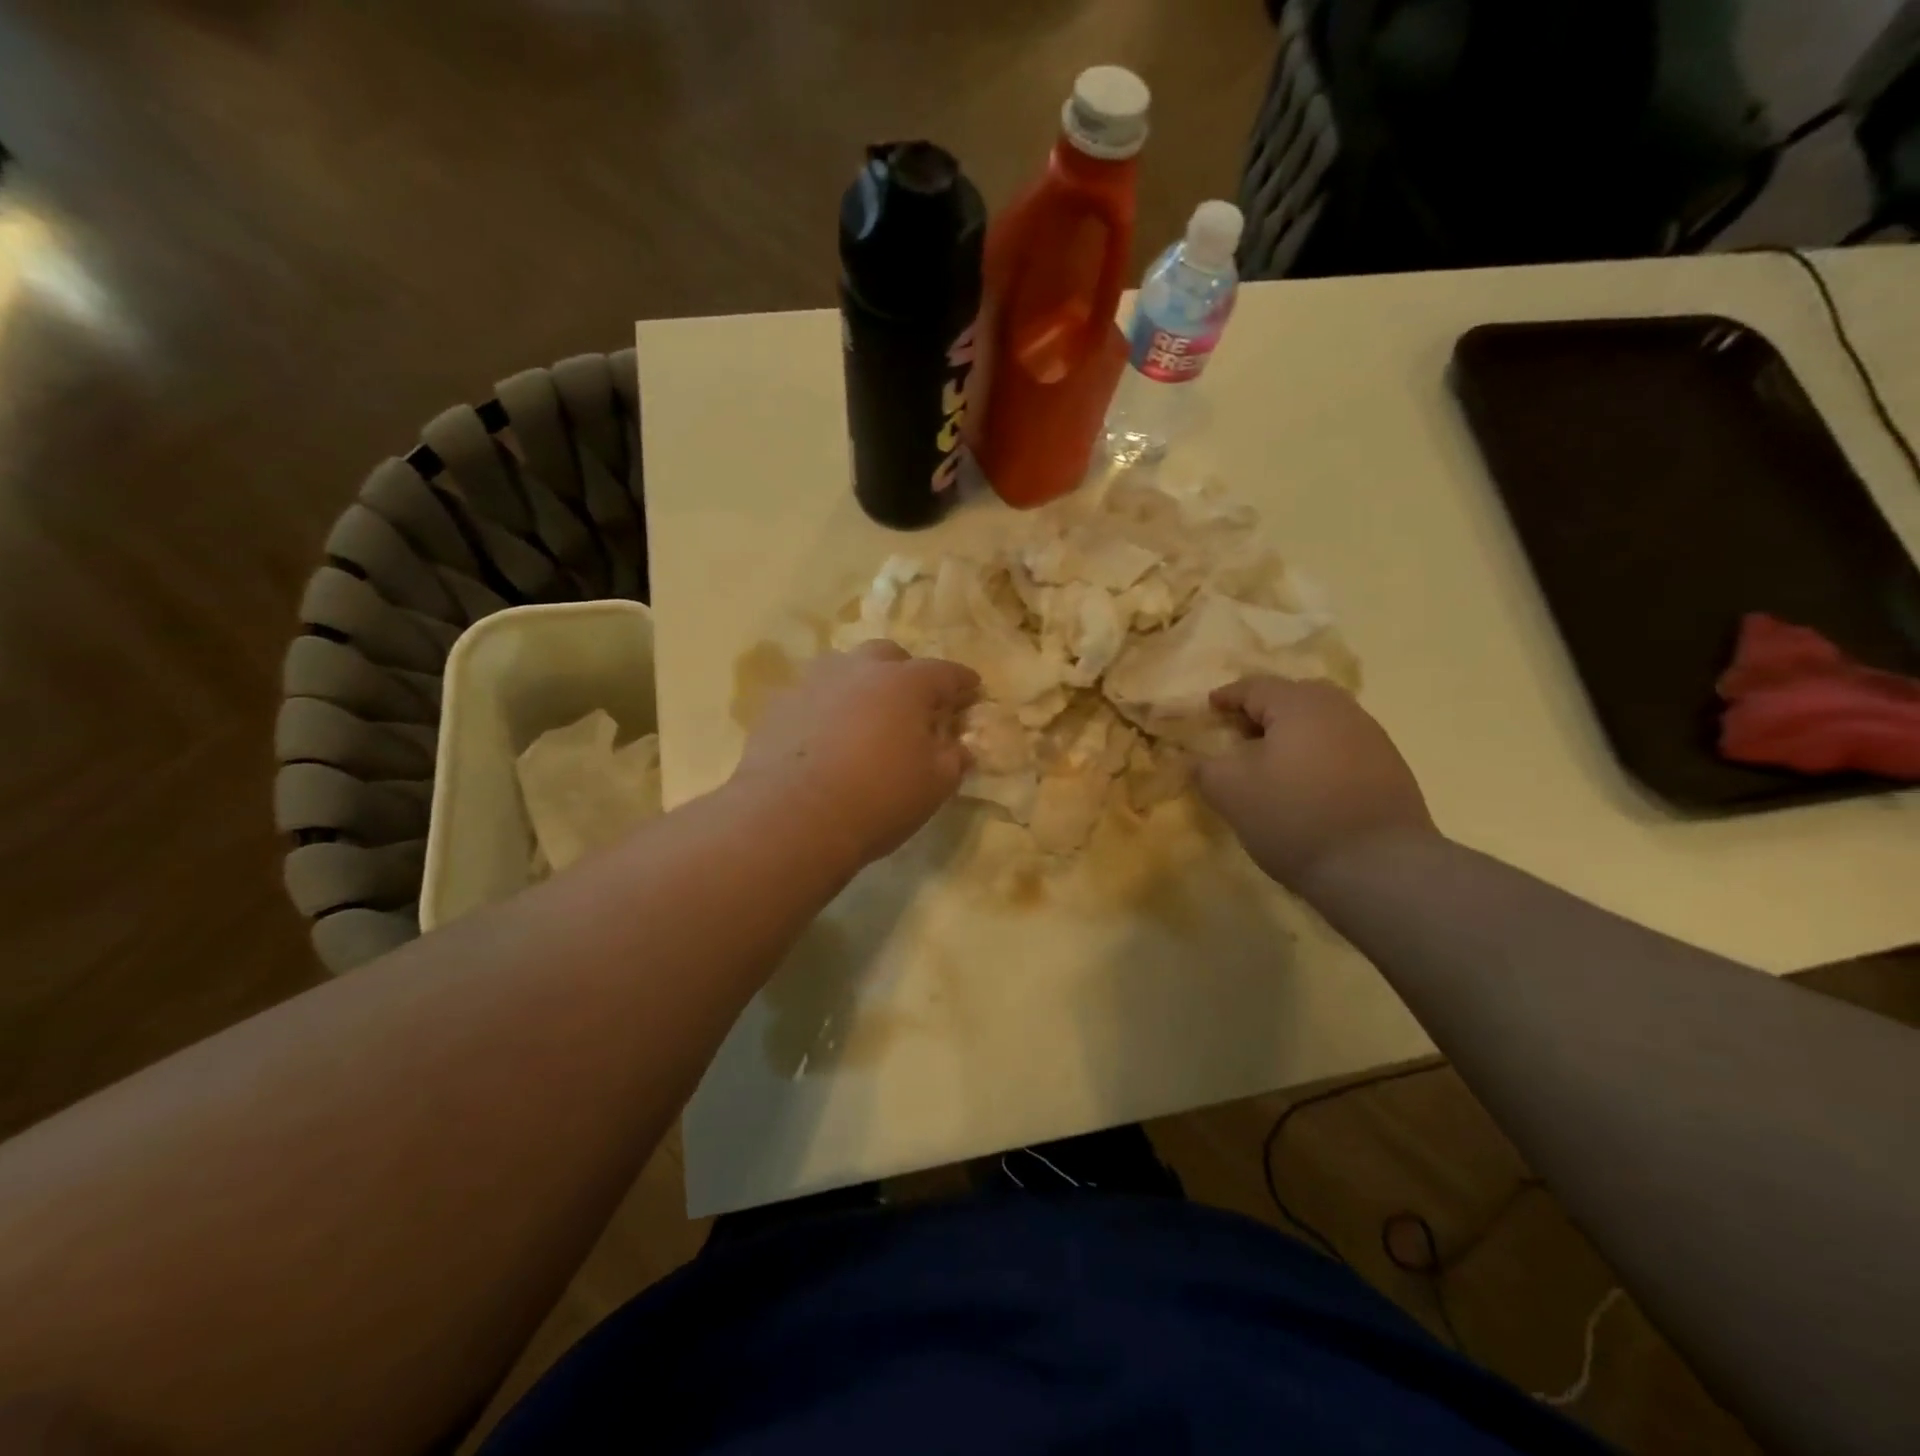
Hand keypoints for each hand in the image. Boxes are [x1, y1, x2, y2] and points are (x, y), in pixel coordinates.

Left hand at [734, 640, 979, 867]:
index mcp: (906, 683)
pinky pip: (813, 697)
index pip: (945, 673)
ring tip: (865, 717)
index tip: (972, 690)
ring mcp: (813, 683)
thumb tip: (958, 746)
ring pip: (845, 669)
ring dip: (862, 685)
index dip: (962, 682)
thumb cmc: (877, 800)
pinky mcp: (779, 705)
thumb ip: (953, 758)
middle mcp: (859, 669)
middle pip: (889, 657)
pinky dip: (826, 708)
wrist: (791, 819)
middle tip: (913, 705)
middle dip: (906, 674)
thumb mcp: (934, 786)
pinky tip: (825, 738)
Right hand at [1194, 676, 1435, 891]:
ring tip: (1272, 762)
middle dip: (1264, 711)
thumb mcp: (1229, 791)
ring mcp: (1372, 737)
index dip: (1227, 696)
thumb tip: (1201, 759)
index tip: (1209, 708)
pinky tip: (1307, 785)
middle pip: (1294, 698)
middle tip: (1240, 734)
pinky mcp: (1390, 769)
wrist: (1379, 866)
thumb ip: (1205, 766)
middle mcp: (1340, 709)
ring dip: (1293, 735)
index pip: (1254, 687)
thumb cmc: (1293, 816)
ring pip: (1321, 723)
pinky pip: (1342, 747)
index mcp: (1299, 703)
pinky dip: (1317, 755)